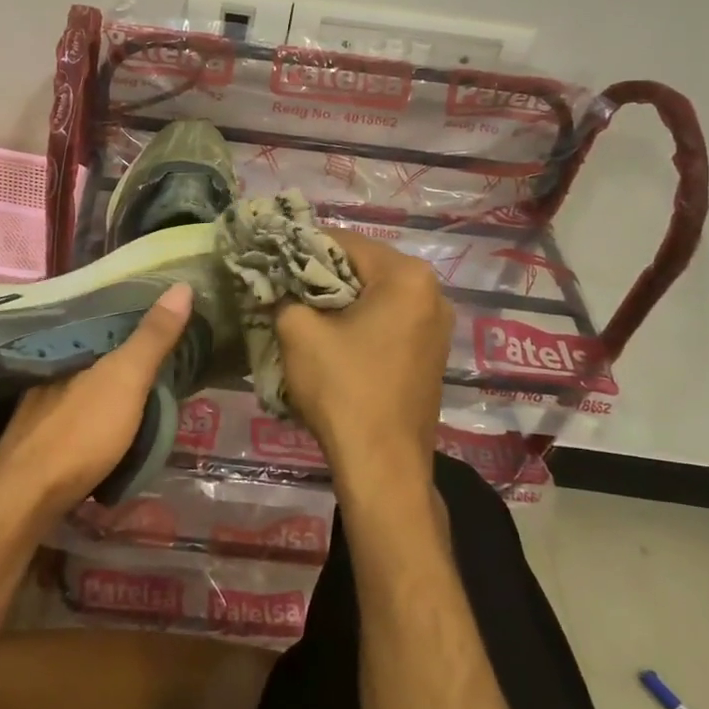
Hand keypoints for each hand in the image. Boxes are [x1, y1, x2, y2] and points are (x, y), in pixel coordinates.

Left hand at [0, 283, 193, 529]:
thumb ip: (152, 336)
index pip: (108, 316)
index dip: (138, 314)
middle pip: (97, 348)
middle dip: (126, 347)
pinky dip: (100, 406)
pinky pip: (79, 407)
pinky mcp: (41, 433)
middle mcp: (52, 366)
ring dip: (113, 380)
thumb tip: (182, 285)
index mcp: (71, 345)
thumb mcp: (126, 378)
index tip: (169, 314)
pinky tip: (114, 418)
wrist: (27, 497)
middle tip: (168, 350)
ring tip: (148, 384)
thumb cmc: (81, 431)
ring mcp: (42, 401)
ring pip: (87, 379)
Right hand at [274, 230, 452, 494]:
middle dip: (321, 275)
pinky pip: (388, 319)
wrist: (383, 466)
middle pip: (363, 266)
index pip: (343, 242)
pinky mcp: (431, 352)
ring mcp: (436, 324)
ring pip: (375, 294)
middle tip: (283, 288)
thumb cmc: (343, 389)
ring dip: (339, 299)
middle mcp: (431, 292)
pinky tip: (332, 338)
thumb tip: (273, 281)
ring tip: (302, 313)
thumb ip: (283, 293)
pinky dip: (359, 321)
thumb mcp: (298, 332)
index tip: (272, 260)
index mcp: (406, 277)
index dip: (302, 247)